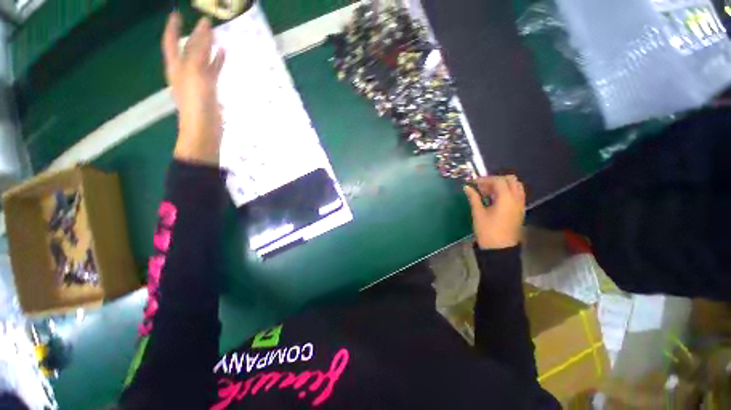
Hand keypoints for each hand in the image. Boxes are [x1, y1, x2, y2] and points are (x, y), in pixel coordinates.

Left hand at [162, 13, 224, 165]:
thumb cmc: (195, 101)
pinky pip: (213, 71)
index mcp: (176, 66)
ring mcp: (197, 81)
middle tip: (205, 24)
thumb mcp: (194, 71)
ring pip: (202, 59)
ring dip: (208, 47)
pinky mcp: (210, 90)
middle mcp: (184, 70)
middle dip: (194, 35)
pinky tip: (224, 55)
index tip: (176, 13)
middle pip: (188, 48)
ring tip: (216, 36)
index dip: (172, 26)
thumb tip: (205, 27)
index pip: (170, 41)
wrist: (203, 128)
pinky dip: (217, 62)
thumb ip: (199, 49)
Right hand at [464, 175, 525, 249]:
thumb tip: (467, 187)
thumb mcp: (478, 213)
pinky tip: (494, 198)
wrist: (500, 249)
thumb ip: (473, 198)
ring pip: (515, 186)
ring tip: (488, 192)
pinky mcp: (519, 210)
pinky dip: (506, 191)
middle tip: (482, 186)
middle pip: (510, 180)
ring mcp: (520, 204)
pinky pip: (516, 194)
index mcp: (506, 199)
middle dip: (495, 180)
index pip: (499, 180)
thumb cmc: (487, 231)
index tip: (474, 183)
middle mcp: (516, 199)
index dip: (485, 179)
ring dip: (502, 185)